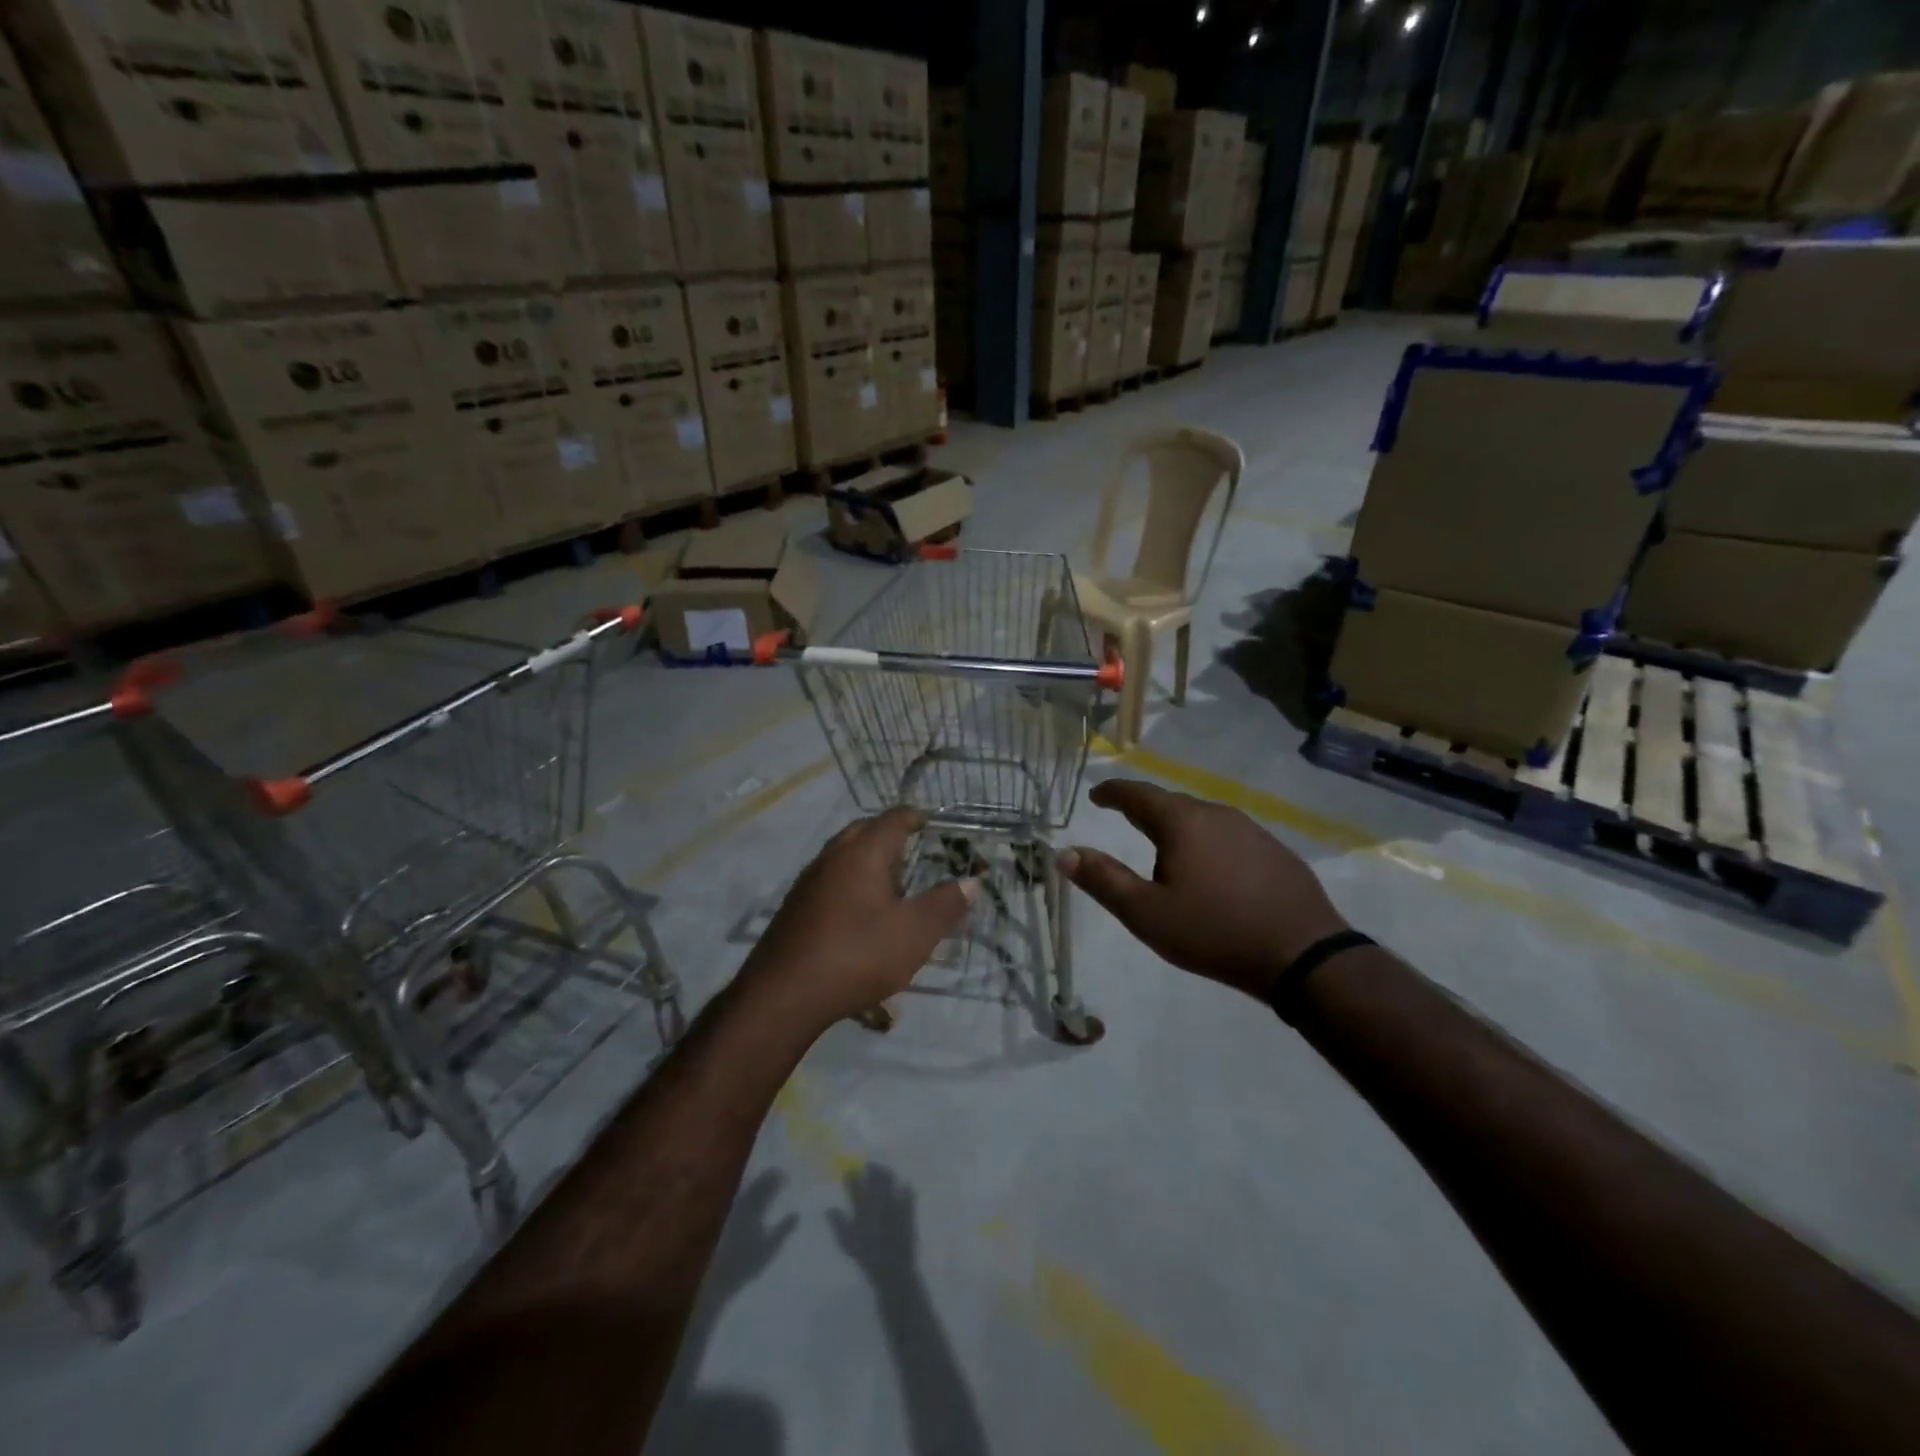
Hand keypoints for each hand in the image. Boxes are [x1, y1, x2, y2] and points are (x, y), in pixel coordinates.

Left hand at [742, 809, 974, 1032]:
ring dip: (867, 860)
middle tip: (912, 849)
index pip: (892, 820)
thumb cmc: (858, 954)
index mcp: (863, 853)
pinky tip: (859, 913)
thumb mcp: (915, 933)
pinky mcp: (795, 907)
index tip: (929, 821)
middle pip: (863, 831)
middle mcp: (832, 857)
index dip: (913, 817)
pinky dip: (849, 882)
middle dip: (888, 834)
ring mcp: (808, 882)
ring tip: (890, 884)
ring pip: (842, 855)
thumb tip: (970, 881)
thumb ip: (945, 904)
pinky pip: (829, 879)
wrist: (785, 994)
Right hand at [827, 1164, 917, 1276]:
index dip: (852, 1177)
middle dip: (873, 1169)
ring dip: (886, 1173)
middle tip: (870, 1165)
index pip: (855, 1188)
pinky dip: (905, 1187)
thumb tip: (828, 1208)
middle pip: (875, 1179)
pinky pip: (908, 1193)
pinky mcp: (908, 1210)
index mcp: (863, 1213)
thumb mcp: (848, 1245)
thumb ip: (838, 1225)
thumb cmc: (868, 1259)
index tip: (850, 1170)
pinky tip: (904, 1185)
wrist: (893, 1272)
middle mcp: (878, 1206)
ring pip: (890, 1181)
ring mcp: (895, 1206)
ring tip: (883, 1171)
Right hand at [1060, 778, 1349, 1000]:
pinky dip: (1209, 845)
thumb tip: (1064, 853)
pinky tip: (1213, 871)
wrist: (1303, 956)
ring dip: (1179, 829)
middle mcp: (1217, 814)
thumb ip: (1103, 880)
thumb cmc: (1214, 932)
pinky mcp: (1276, 851)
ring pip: (1203, 820)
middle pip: (1172, 804)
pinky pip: (1230, 837)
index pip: (1138, 794)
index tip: (1097, 794)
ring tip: (1167, 852)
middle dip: (1145, 811)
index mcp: (1182, 822)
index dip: (1113, 792)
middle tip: (1126, 821)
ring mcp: (1252, 830)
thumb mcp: (1146, 913)